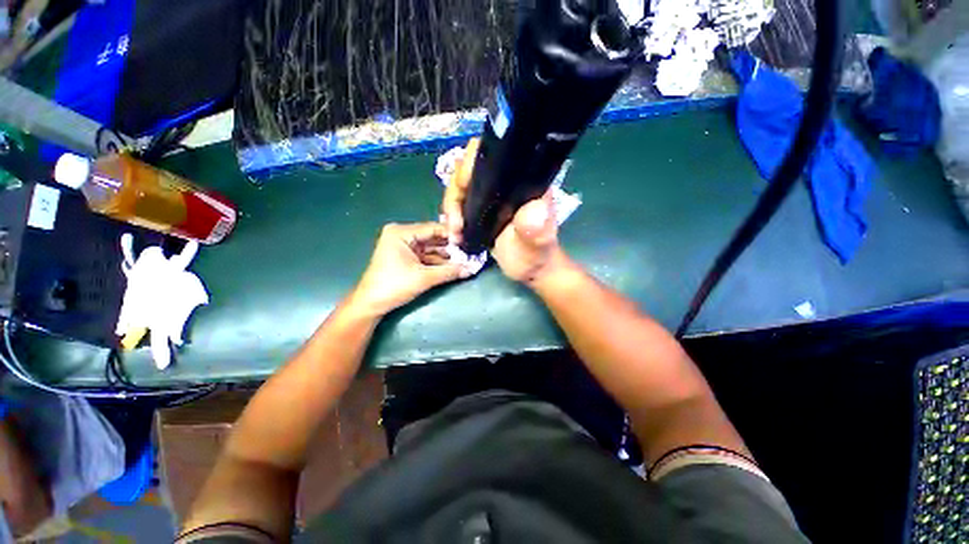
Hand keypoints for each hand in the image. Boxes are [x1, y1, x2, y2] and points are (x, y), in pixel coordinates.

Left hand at [351, 222, 466, 316]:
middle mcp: (402, 235)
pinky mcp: (405, 257)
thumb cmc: (394, 286)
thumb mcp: (424, 278)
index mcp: (402, 232)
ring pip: (430, 247)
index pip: (433, 228)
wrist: (371, 304)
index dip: (452, 235)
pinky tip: (453, 266)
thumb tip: (471, 269)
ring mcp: (403, 246)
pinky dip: (437, 261)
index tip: (469, 242)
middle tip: (469, 251)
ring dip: (446, 255)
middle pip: (432, 237)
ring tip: (465, 260)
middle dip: (450, 247)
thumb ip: (449, 272)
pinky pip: (425, 255)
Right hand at [441, 139, 562, 284]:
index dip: (473, 162)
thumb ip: (536, 228)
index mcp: (522, 180)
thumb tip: (534, 210)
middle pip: (469, 168)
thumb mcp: (537, 243)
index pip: (494, 152)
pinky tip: (454, 231)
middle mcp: (505, 181)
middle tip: (455, 220)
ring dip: (451, 206)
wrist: (529, 268)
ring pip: (460, 185)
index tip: (464, 186)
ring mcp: (491, 194)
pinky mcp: (482, 207)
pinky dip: (452, 215)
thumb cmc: (536, 254)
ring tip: (454, 231)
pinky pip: (460, 201)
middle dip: (456, 191)